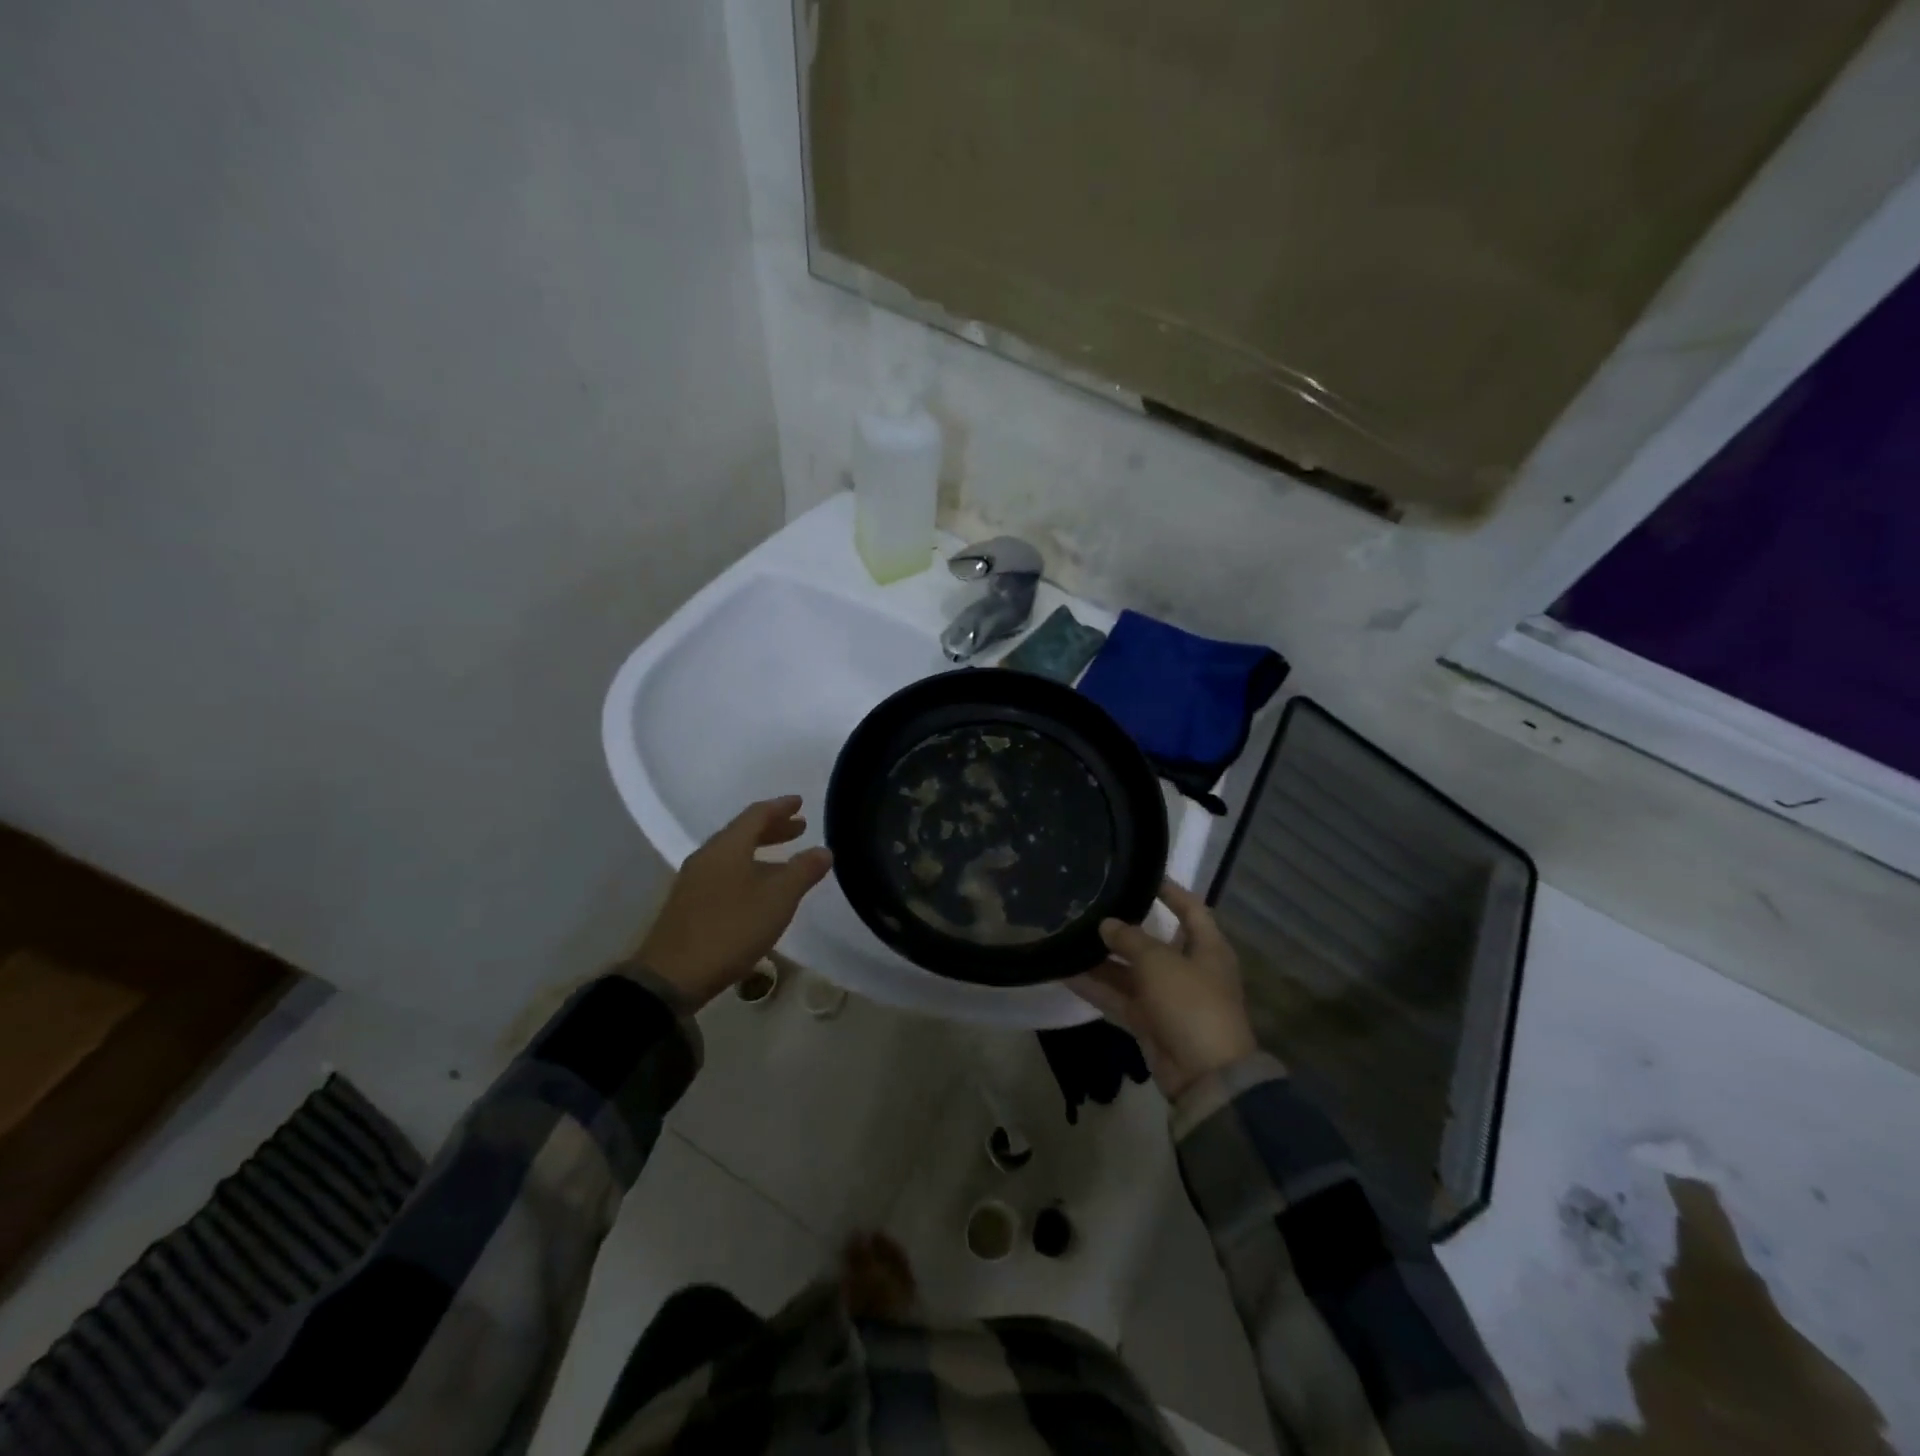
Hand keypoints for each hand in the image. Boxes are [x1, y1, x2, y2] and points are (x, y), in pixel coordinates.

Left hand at [637, 796, 833, 1009]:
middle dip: (773, 828)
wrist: (672, 976)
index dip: (781, 807)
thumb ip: (803, 871)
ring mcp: (695, 880)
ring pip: (733, 854)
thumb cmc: (731, 929)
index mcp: (728, 846)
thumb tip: (823, 850)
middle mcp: (708, 855)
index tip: (800, 802)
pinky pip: (724, 873)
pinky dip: (748, 869)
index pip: (757, 814)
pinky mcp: (690, 904)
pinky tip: (759, 889)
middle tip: (799, 828)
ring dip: (761, 851)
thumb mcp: (778, 899)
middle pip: (743, 832)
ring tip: (785, 860)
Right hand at [1069, 879, 1259, 1100]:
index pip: (1191, 909)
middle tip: (1091, 909)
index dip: (1171, 891)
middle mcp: (1189, 969)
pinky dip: (1096, 989)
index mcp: (1208, 948)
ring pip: (1130, 972)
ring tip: (1069, 940)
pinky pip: (1119, 998)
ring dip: (1102, 961)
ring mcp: (1168, 997)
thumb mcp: (1160, 963)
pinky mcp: (1149, 1022)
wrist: (1205, 1074)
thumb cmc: (1192, 1003)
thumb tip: (1106, 924)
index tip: (1144, 875)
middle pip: (1153, 942)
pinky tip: (1066, 974)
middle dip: (1123, 929)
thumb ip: (1130, 939)